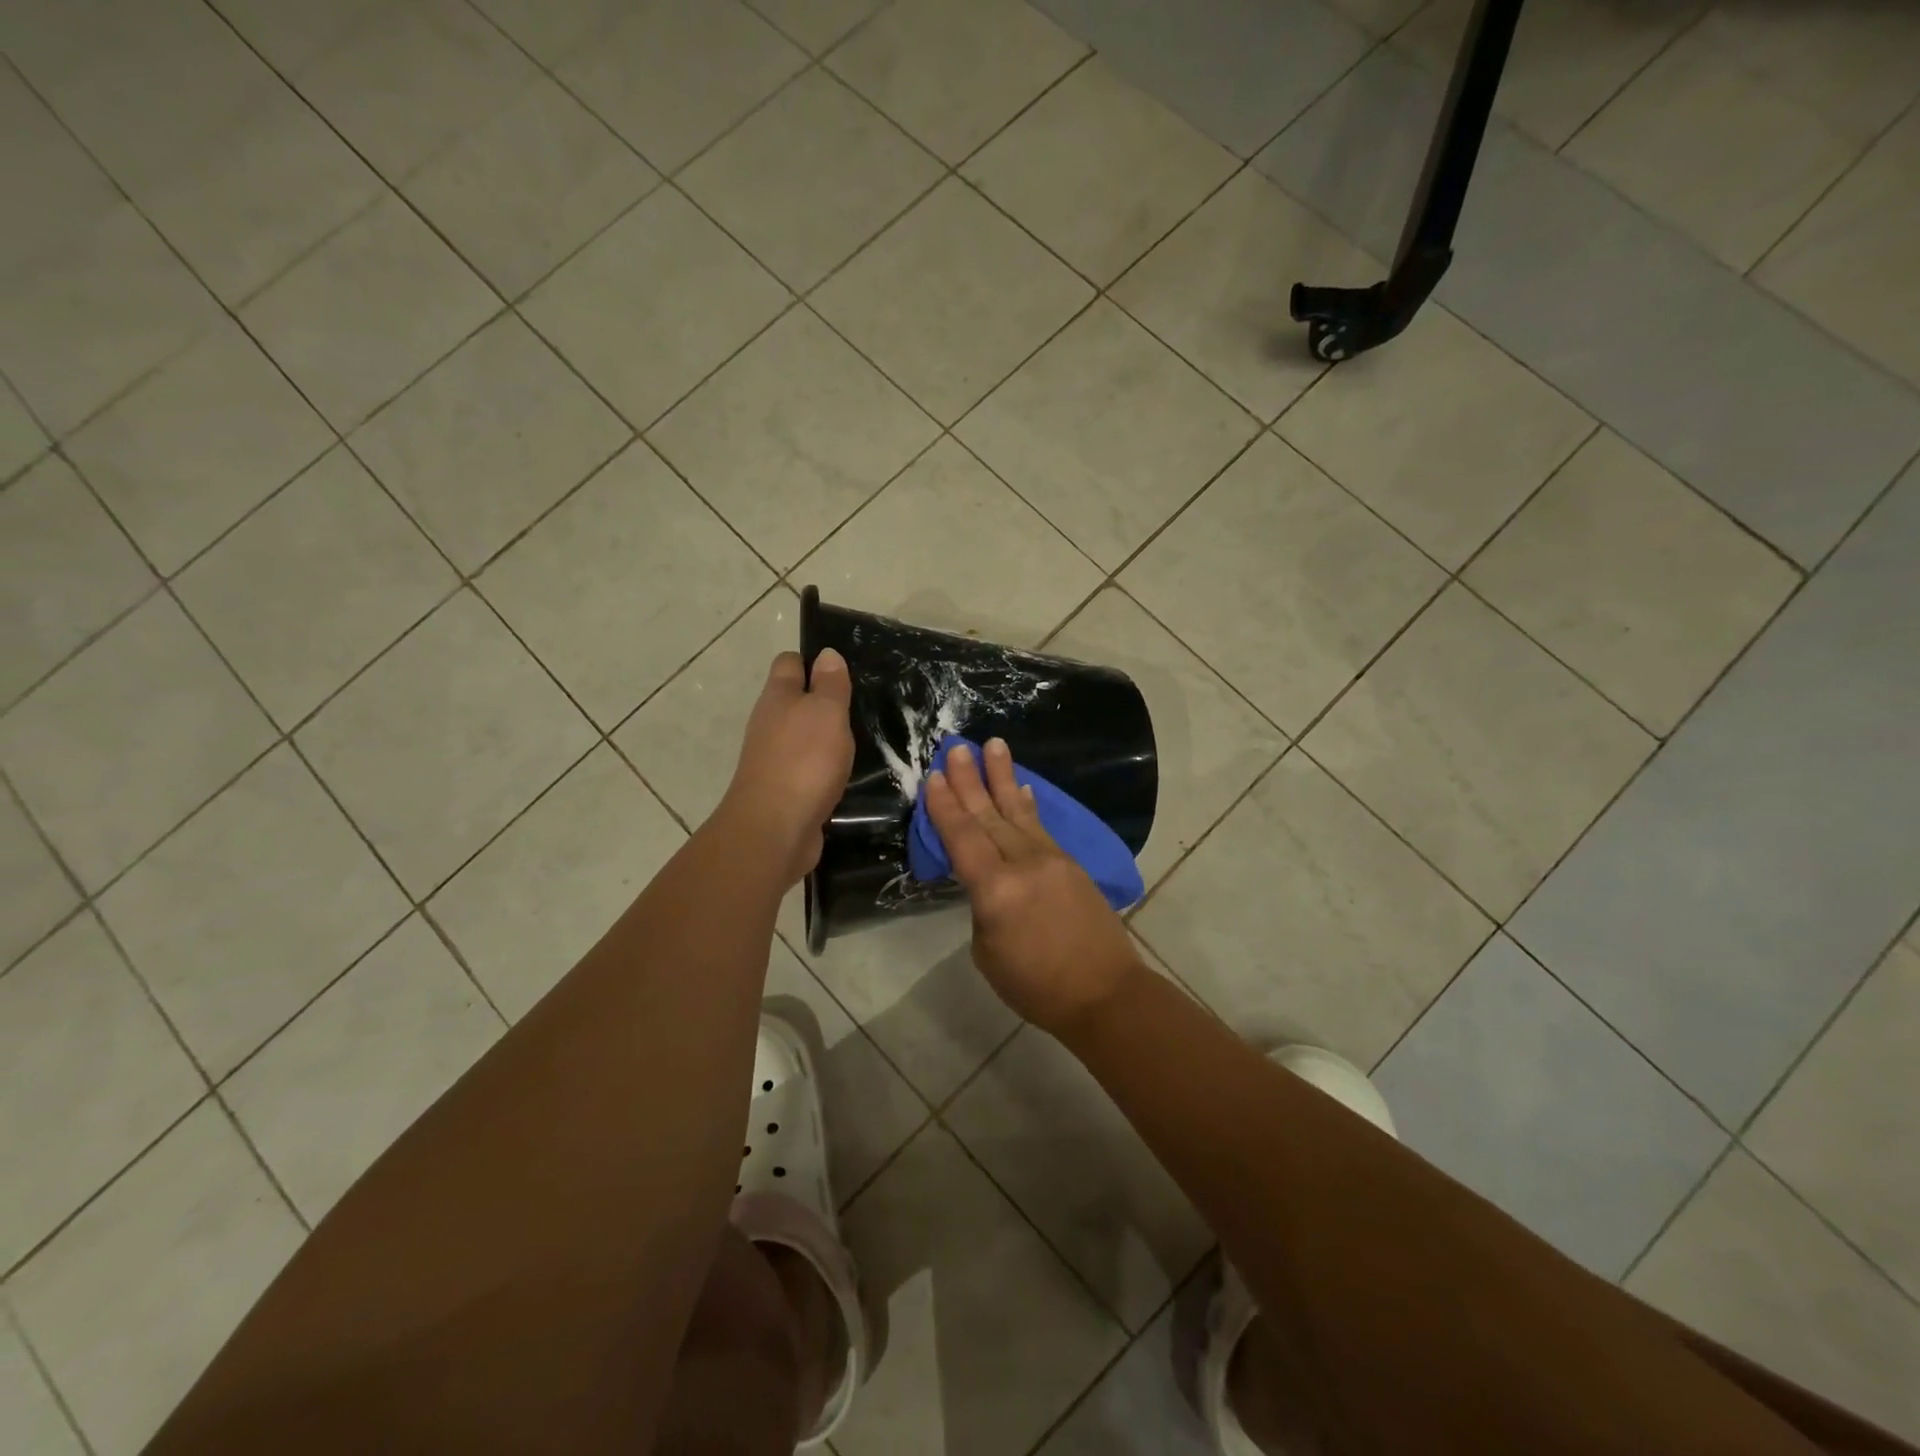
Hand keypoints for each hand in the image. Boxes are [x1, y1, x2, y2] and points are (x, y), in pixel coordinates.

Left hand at [719, 649, 854, 884]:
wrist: (775, 829)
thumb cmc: (804, 760)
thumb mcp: (827, 712)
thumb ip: (830, 684)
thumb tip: (826, 653)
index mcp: (778, 697)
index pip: (790, 663)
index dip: (813, 661)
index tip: (844, 670)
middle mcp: (769, 723)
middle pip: (795, 700)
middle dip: (823, 700)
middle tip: (860, 704)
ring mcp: (773, 758)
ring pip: (801, 736)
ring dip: (825, 736)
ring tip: (860, 738)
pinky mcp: (783, 789)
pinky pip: (806, 767)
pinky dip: (823, 767)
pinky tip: (845, 773)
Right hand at [924, 738, 1143, 1035]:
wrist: (1104, 992)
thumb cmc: (1036, 986)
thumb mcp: (988, 952)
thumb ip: (984, 906)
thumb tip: (990, 881)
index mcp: (996, 890)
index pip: (963, 838)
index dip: (945, 806)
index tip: (934, 775)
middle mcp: (1023, 863)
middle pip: (989, 815)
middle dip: (970, 780)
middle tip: (957, 746)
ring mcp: (1050, 859)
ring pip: (1018, 811)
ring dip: (1002, 777)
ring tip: (993, 744)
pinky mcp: (1070, 863)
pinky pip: (1041, 826)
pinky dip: (1028, 805)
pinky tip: (1023, 787)